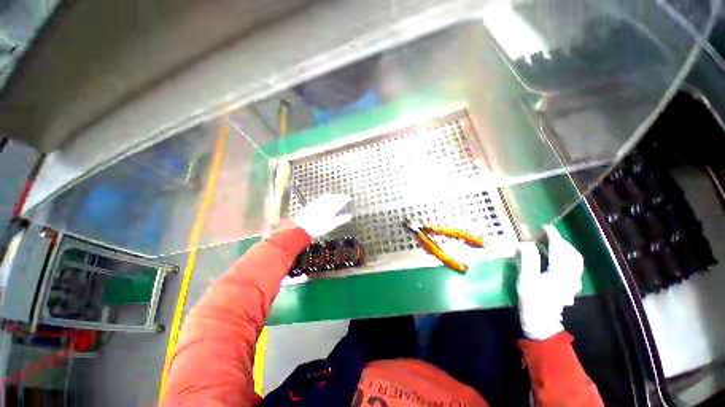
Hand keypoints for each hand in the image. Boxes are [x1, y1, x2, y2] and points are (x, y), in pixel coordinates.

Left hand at [294, 194, 352, 236]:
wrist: (302, 227)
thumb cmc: (318, 227)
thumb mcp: (331, 225)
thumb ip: (341, 220)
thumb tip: (350, 215)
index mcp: (331, 208)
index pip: (340, 202)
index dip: (345, 199)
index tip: (349, 198)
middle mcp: (325, 203)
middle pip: (334, 197)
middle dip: (340, 196)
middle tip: (344, 196)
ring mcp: (318, 202)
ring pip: (328, 196)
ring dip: (334, 195)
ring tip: (337, 196)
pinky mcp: (312, 203)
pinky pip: (322, 197)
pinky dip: (327, 196)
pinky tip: (326, 198)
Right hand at [517, 225, 583, 339]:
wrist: (541, 324)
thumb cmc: (532, 301)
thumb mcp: (526, 279)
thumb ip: (528, 260)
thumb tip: (526, 243)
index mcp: (559, 273)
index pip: (559, 249)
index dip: (554, 237)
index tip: (546, 227)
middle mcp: (570, 277)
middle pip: (572, 255)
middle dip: (562, 242)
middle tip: (548, 236)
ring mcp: (571, 284)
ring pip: (575, 262)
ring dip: (566, 250)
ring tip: (553, 245)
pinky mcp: (569, 289)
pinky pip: (573, 269)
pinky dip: (567, 260)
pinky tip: (557, 261)